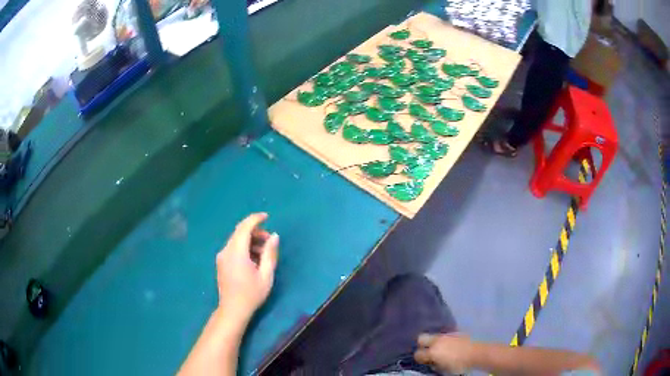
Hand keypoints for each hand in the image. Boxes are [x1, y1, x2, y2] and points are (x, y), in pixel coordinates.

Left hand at [215, 213, 278, 324]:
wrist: (233, 310)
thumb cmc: (251, 294)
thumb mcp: (266, 275)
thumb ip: (270, 253)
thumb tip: (274, 236)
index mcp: (236, 252)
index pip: (244, 228)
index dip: (255, 219)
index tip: (267, 217)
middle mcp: (226, 251)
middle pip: (239, 233)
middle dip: (255, 232)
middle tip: (270, 241)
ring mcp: (221, 257)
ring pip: (236, 240)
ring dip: (250, 241)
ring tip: (264, 253)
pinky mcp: (221, 262)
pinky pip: (233, 248)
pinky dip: (244, 248)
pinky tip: (254, 259)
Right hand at [414, 333, 472, 373]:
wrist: (475, 353)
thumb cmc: (458, 364)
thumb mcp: (443, 369)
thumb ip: (434, 365)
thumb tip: (432, 363)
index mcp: (432, 352)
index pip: (417, 354)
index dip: (419, 358)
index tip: (424, 361)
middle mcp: (436, 341)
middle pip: (421, 338)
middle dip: (422, 344)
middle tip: (428, 351)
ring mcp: (446, 335)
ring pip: (434, 336)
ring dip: (434, 342)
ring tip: (440, 349)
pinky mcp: (454, 332)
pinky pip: (445, 335)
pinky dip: (444, 340)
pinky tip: (450, 345)